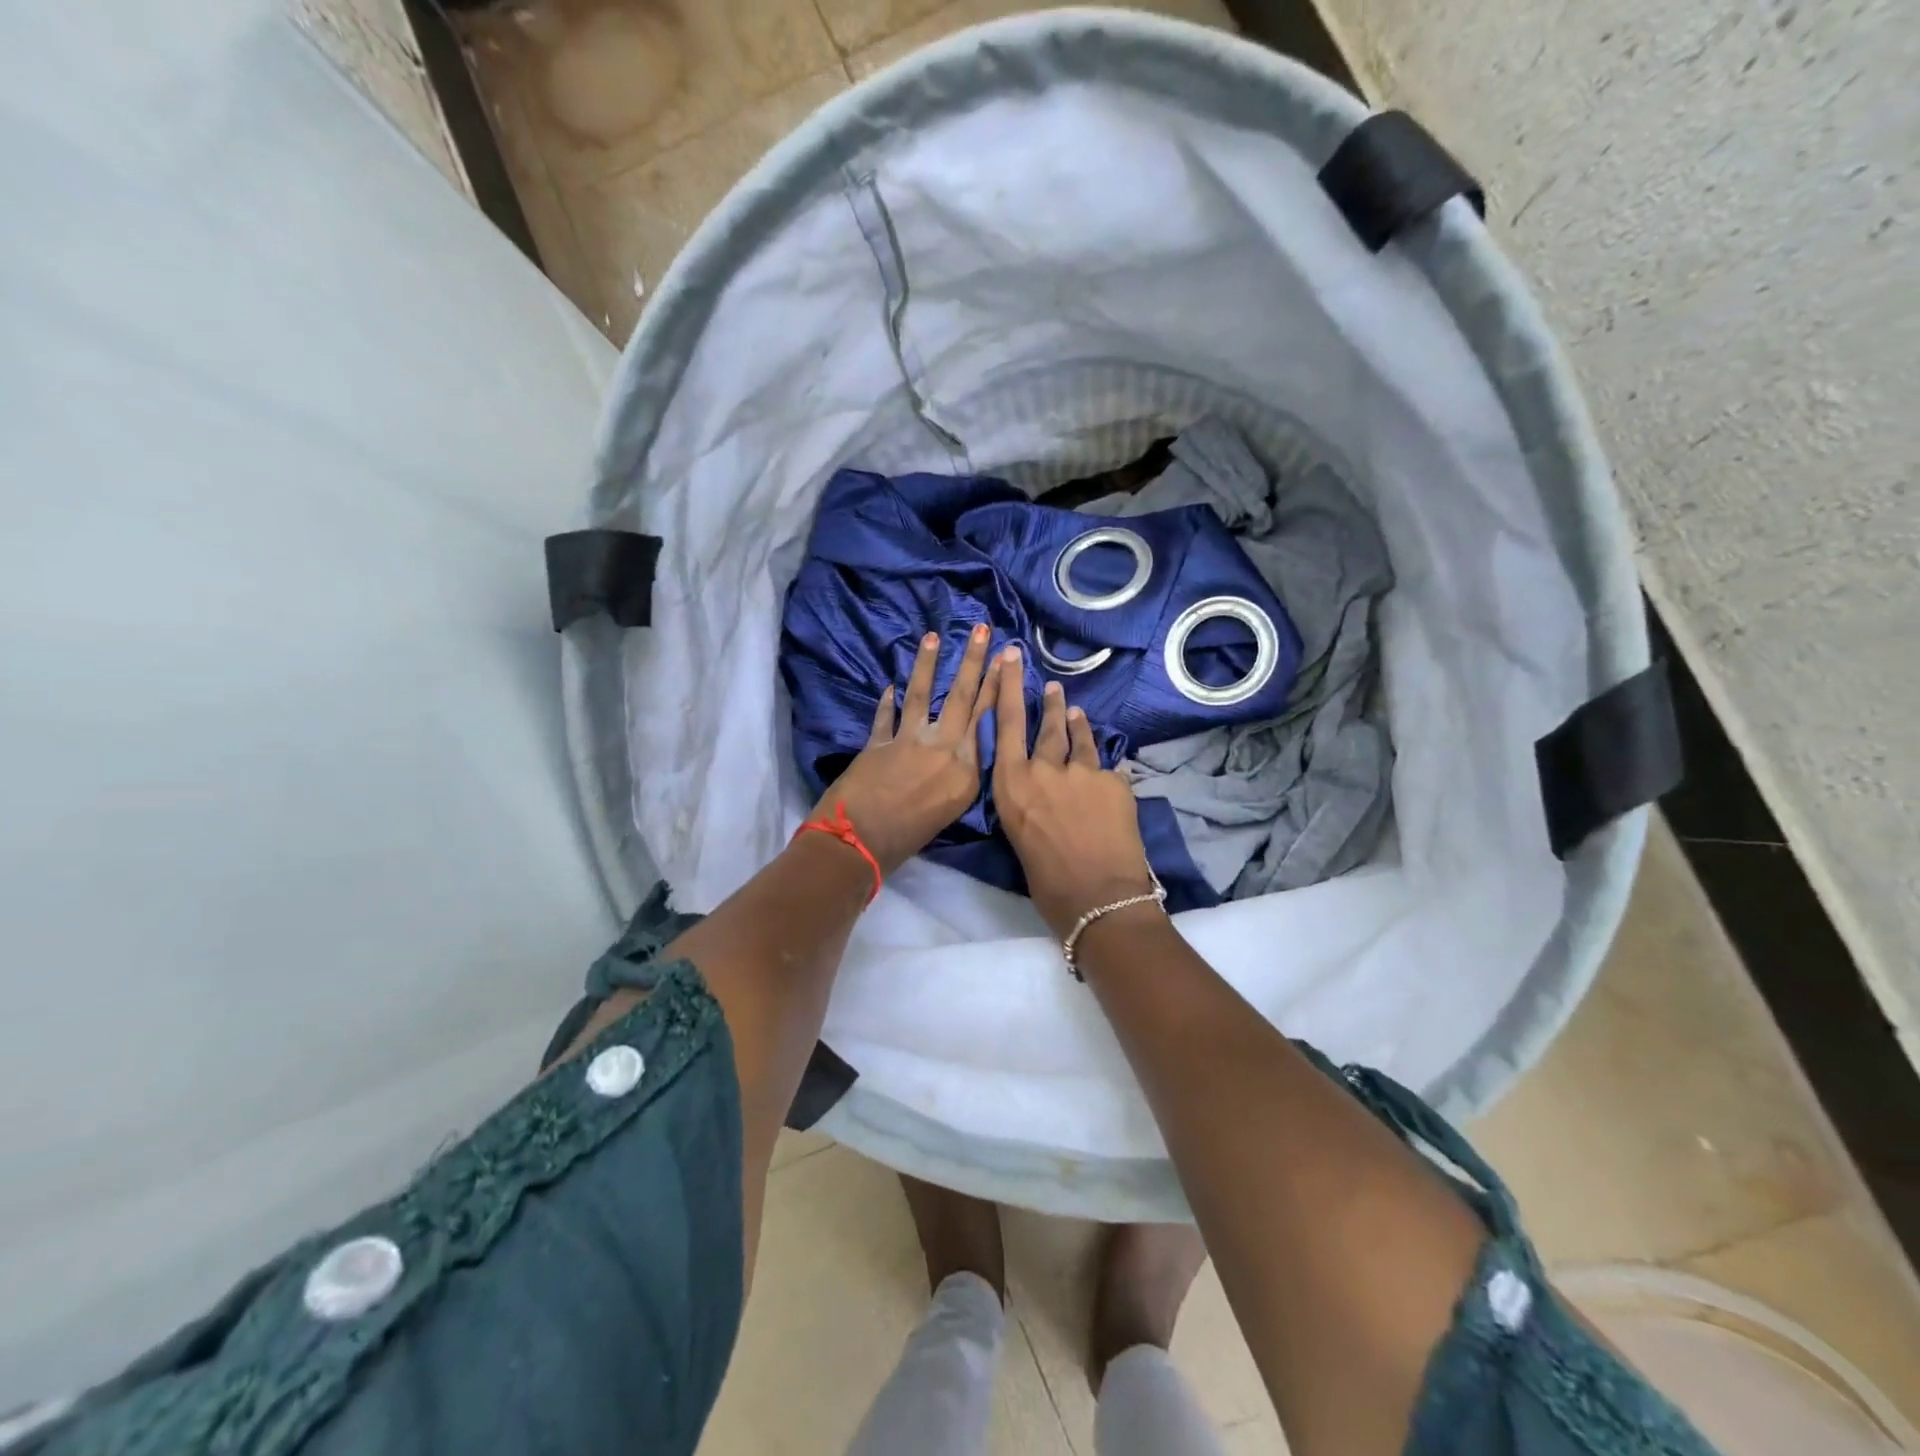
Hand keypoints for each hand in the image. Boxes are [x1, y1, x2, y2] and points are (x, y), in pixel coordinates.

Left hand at [811, 623, 998, 876]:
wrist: (857, 844)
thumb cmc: (910, 840)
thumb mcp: (950, 810)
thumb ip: (959, 775)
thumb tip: (960, 750)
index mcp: (966, 770)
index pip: (988, 719)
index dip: (998, 686)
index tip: (1006, 659)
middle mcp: (943, 749)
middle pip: (963, 698)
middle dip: (975, 662)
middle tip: (983, 630)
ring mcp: (908, 741)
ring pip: (923, 695)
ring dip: (928, 664)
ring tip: (934, 637)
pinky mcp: (878, 742)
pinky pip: (886, 716)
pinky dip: (888, 702)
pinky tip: (890, 687)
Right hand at [989, 646, 1159, 939]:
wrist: (1099, 898)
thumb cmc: (1046, 881)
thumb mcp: (1020, 834)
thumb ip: (1027, 800)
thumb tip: (1039, 788)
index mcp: (1012, 785)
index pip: (1006, 724)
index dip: (1007, 687)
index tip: (1011, 658)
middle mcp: (1044, 769)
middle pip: (1045, 725)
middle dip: (1048, 703)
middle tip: (1051, 686)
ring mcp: (1083, 772)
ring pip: (1079, 739)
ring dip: (1076, 724)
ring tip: (1074, 711)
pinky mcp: (1115, 781)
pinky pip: (1107, 768)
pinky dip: (1104, 769)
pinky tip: (1107, 774)